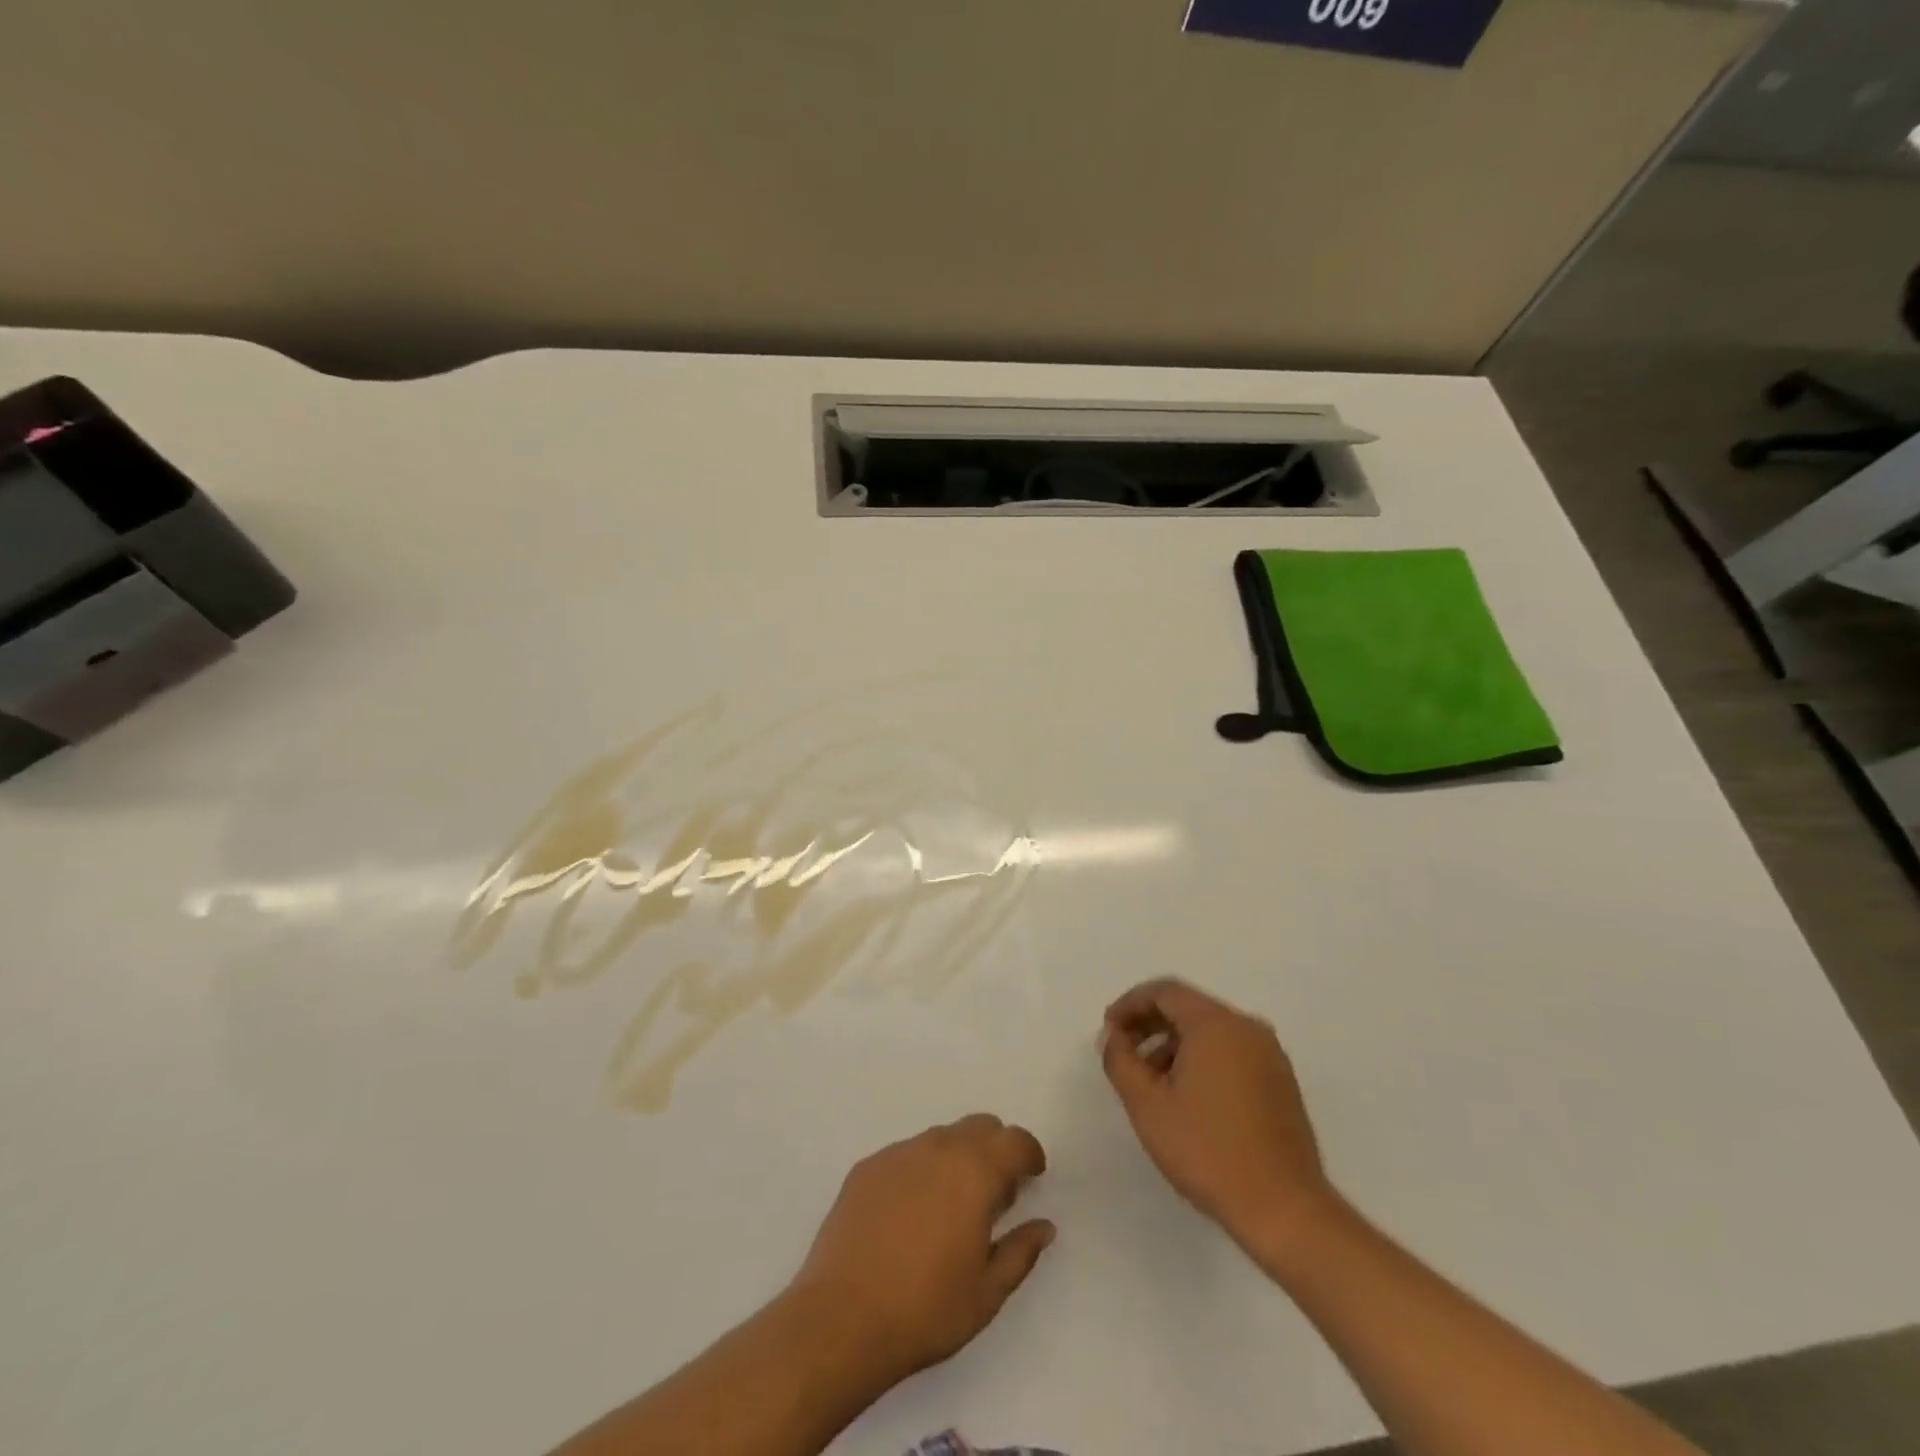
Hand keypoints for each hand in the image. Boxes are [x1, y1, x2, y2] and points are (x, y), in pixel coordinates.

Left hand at [790, 1115, 1054, 1381]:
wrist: (841, 1319)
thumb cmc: (925, 1310)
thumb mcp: (987, 1293)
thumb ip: (1021, 1251)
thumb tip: (1043, 1225)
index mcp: (974, 1172)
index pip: (1014, 1141)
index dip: (1029, 1154)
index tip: (1032, 1177)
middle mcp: (938, 1148)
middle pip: (979, 1126)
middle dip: (995, 1149)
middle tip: (994, 1193)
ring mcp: (898, 1153)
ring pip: (941, 1137)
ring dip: (957, 1158)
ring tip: (950, 1206)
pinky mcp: (867, 1167)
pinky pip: (906, 1154)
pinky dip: (921, 1170)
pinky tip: (910, 1213)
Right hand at [1101, 978, 1338, 1253]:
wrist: (1284, 1209)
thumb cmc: (1207, 1150)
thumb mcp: (1147, 1105)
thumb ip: (1121, 1060)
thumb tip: (1113, 1036)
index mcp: (1216, 1024)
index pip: (1165, 992)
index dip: (1130, 1004)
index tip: (1108, 1030)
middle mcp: (1247, 1027)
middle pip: (1189, 1007)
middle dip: (1150, 1023)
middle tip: (1123, 1050)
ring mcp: (1269, 1054)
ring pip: (1211, 1031)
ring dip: (1174, 1043)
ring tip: (1150, 1080)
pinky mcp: (1280, 1081)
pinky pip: (1232, 1051)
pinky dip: (1202, 1058)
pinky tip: (1186, 1095)